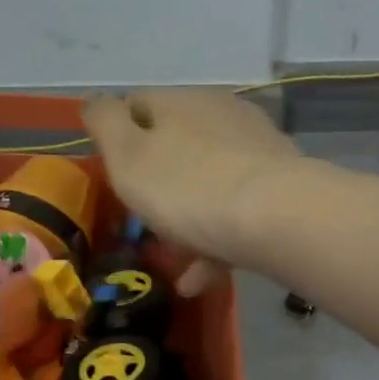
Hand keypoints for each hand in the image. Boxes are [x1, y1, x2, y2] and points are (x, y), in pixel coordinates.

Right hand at [82, 89, 301, 293]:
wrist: (277, 217)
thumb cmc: (186, 186)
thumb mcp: (127, 156)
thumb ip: (105, 124)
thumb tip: (97, 101)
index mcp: (180, 102)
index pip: (139, 104)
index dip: (119, 135)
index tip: (114, 173)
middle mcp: (220, 114)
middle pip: (177, 144)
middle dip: (159, 182)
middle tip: (145, 219)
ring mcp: (255, 148)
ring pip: (209, 181)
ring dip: (188, 220)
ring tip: (176, 260)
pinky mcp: (282, 184)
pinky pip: (238, 210)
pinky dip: (217, 241)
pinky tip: (202, 278)